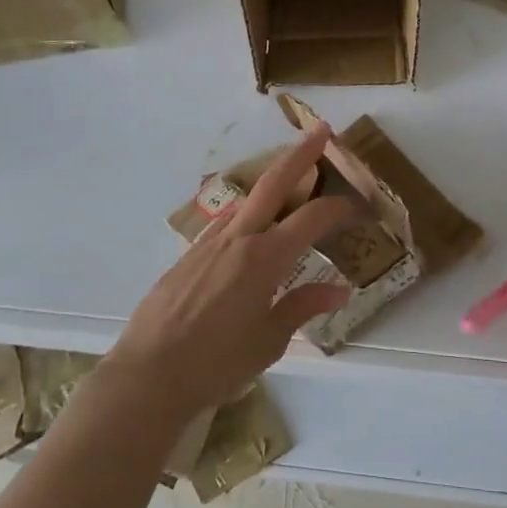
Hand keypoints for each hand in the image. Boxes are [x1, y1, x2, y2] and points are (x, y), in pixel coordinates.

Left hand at [104, 125, 354, 420]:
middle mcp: (238, 239)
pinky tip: (251, 231)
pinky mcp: (188, 256)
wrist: (148, 375)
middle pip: (273, 183)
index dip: (339, 207)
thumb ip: (303, 306)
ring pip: (246, 200)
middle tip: (322, 131)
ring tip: (291, 178)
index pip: (311, 218)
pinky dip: (247, 215)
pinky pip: (225, 225)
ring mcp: (208, 244)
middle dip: (300, 154)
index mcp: (264, 258)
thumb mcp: (269, 341)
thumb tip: (338, 289)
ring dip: (271, 182)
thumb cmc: (216, 363)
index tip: (358, 208)